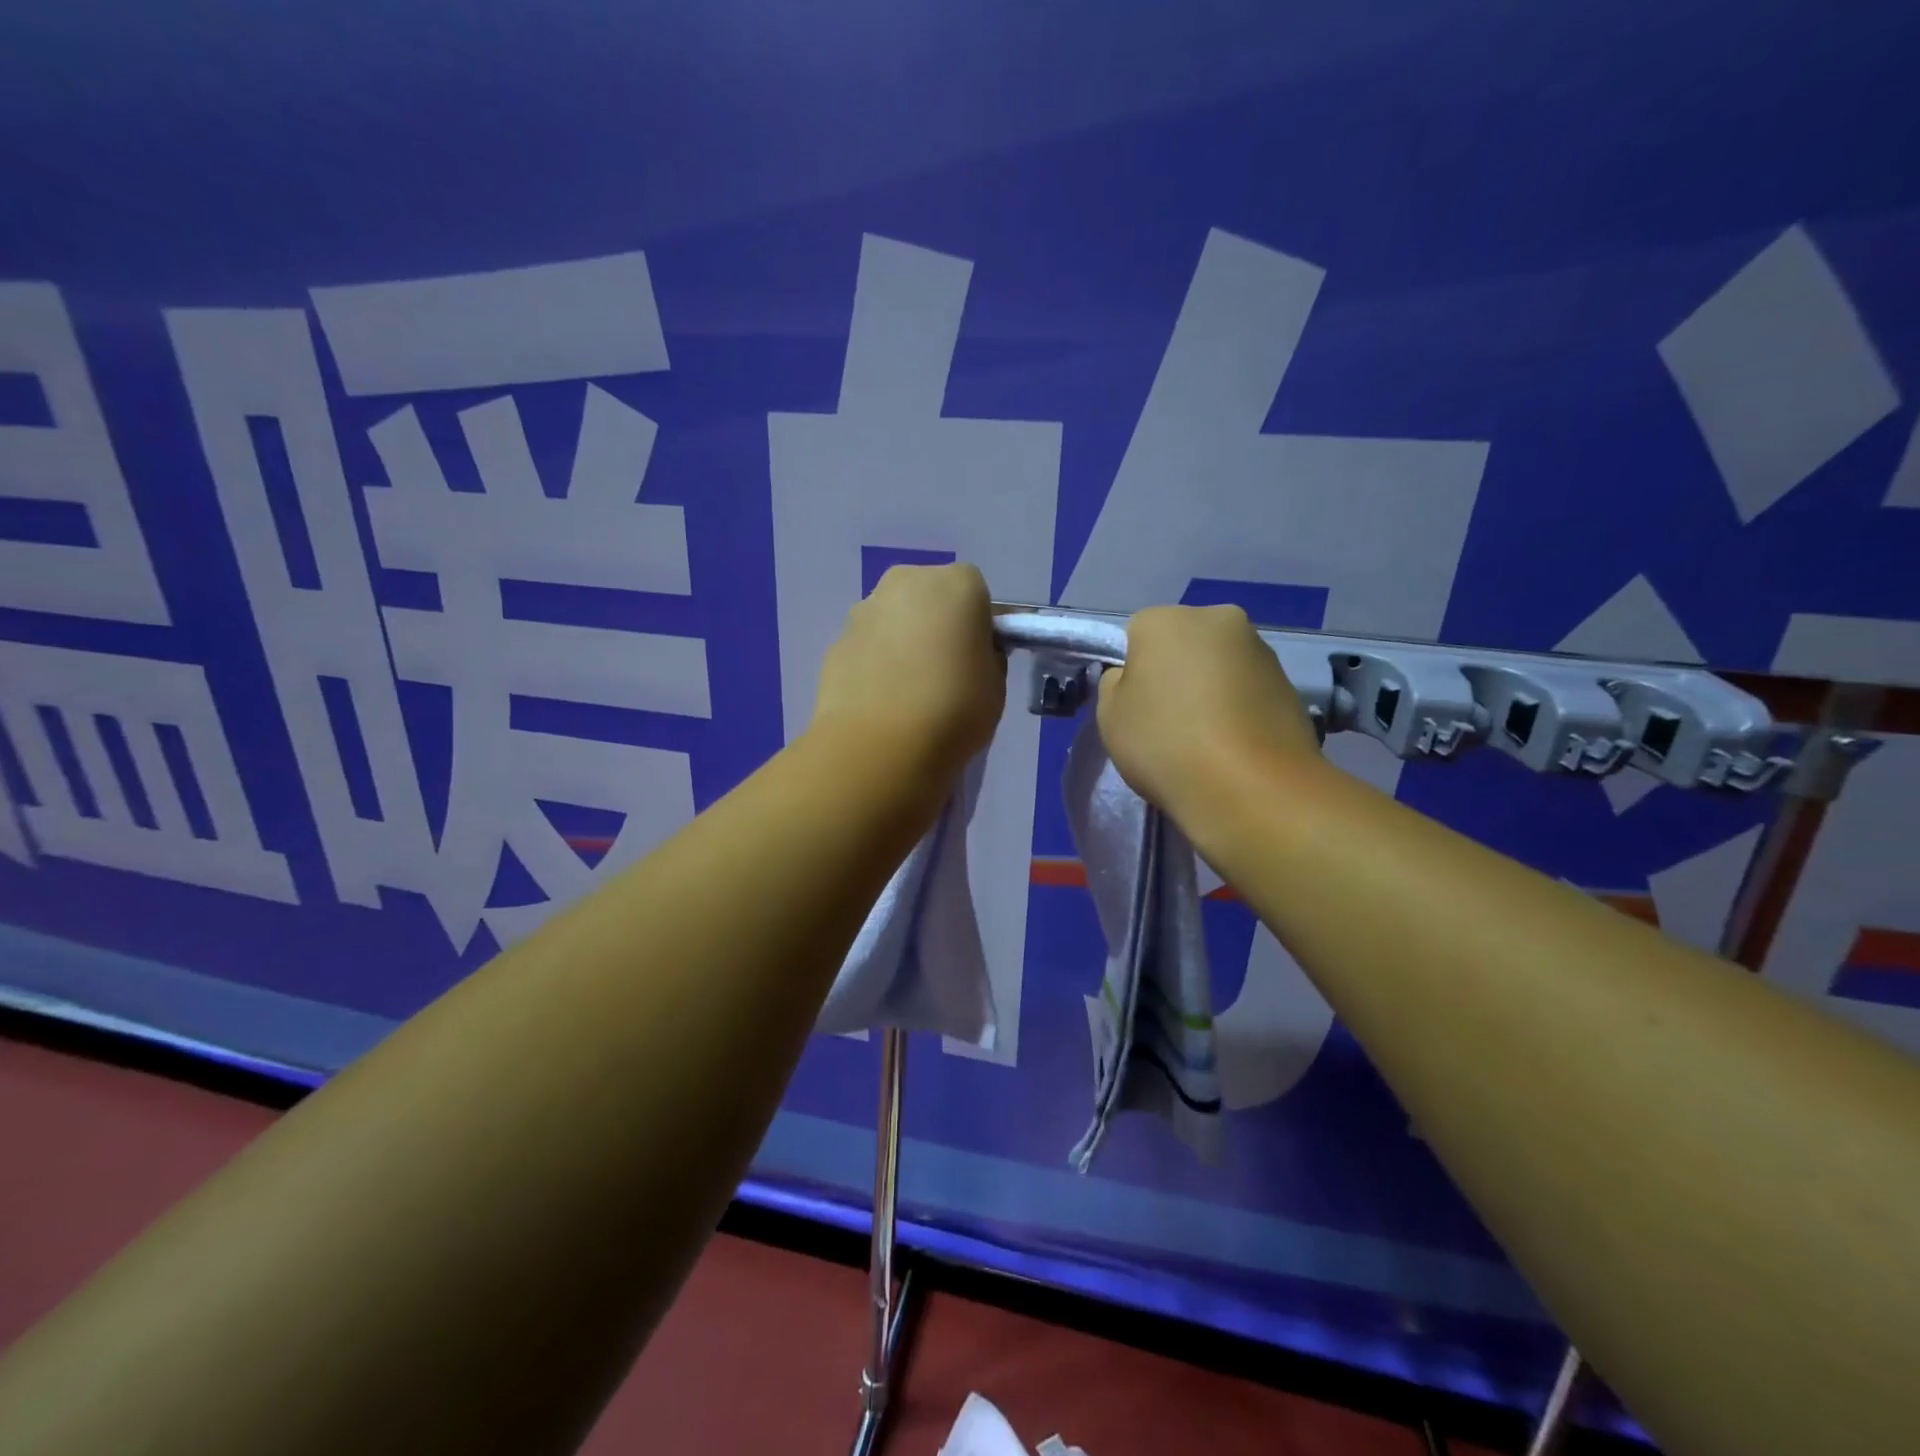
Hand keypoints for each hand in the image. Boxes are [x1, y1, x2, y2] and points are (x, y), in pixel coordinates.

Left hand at [812, 564, 1005, 772]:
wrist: (880, 744)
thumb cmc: (954, 708)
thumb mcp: (995, 684)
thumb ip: (986, 656)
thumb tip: (969, 652)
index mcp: (957, 584)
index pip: (976, 593)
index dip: (978, 625)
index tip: (977, 658)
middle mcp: (907, 582)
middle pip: (928, 596)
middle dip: (935, 624)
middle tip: (943, 672)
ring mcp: (864, 609)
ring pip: (892, 619)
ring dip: (901, 642)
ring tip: (908, 693)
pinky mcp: (835, 642)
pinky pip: (867, 646)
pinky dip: (874, 664)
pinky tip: (881, 702)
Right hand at [1097, 605, 1320, 818]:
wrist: (1250, 787)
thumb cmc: (1165, 743)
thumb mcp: (1110, 716)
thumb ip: (1117, 685)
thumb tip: (1137, 678)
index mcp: (1166, 619)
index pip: (1137, 634)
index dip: (1133, 671)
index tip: (1136, 707)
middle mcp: (1218, 619)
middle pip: (1185, 642)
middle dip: (1177, 672)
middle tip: (1170, 721)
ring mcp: (1261, 650)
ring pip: (1220, 665)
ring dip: (1211, 690)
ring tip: (1206, 739)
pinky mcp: (1291, 683)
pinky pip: (1249, 691)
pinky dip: (1240, 710)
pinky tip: (1234, 746)